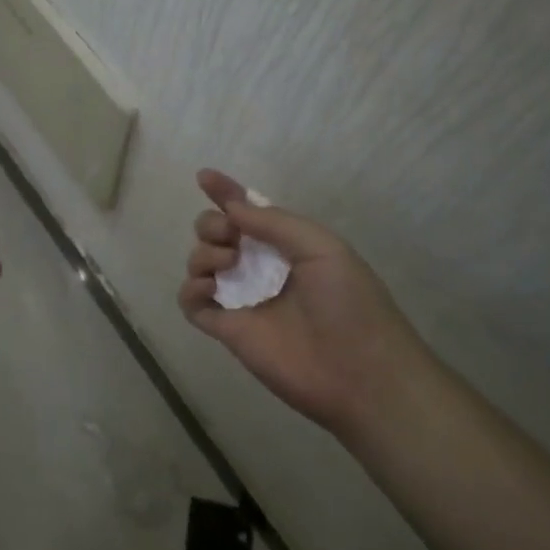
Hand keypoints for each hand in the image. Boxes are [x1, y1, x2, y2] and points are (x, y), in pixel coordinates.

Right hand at [178, 169, 422, 437]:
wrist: (360, 373)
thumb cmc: (350, 304)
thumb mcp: (323, 248)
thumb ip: (274, 223)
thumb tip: (231, 207)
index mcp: (285, 245)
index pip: (248, 211)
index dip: (225, 192)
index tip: (204, 176)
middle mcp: (259, 267)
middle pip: (215, 232)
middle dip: (211, 224)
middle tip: (230, 237)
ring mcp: (240, 298)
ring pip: (199, 261)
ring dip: (203, 253)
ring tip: (227, 265)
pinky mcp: (226, 329)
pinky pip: (190, 301)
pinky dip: (190, 288)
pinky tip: (209, 288)